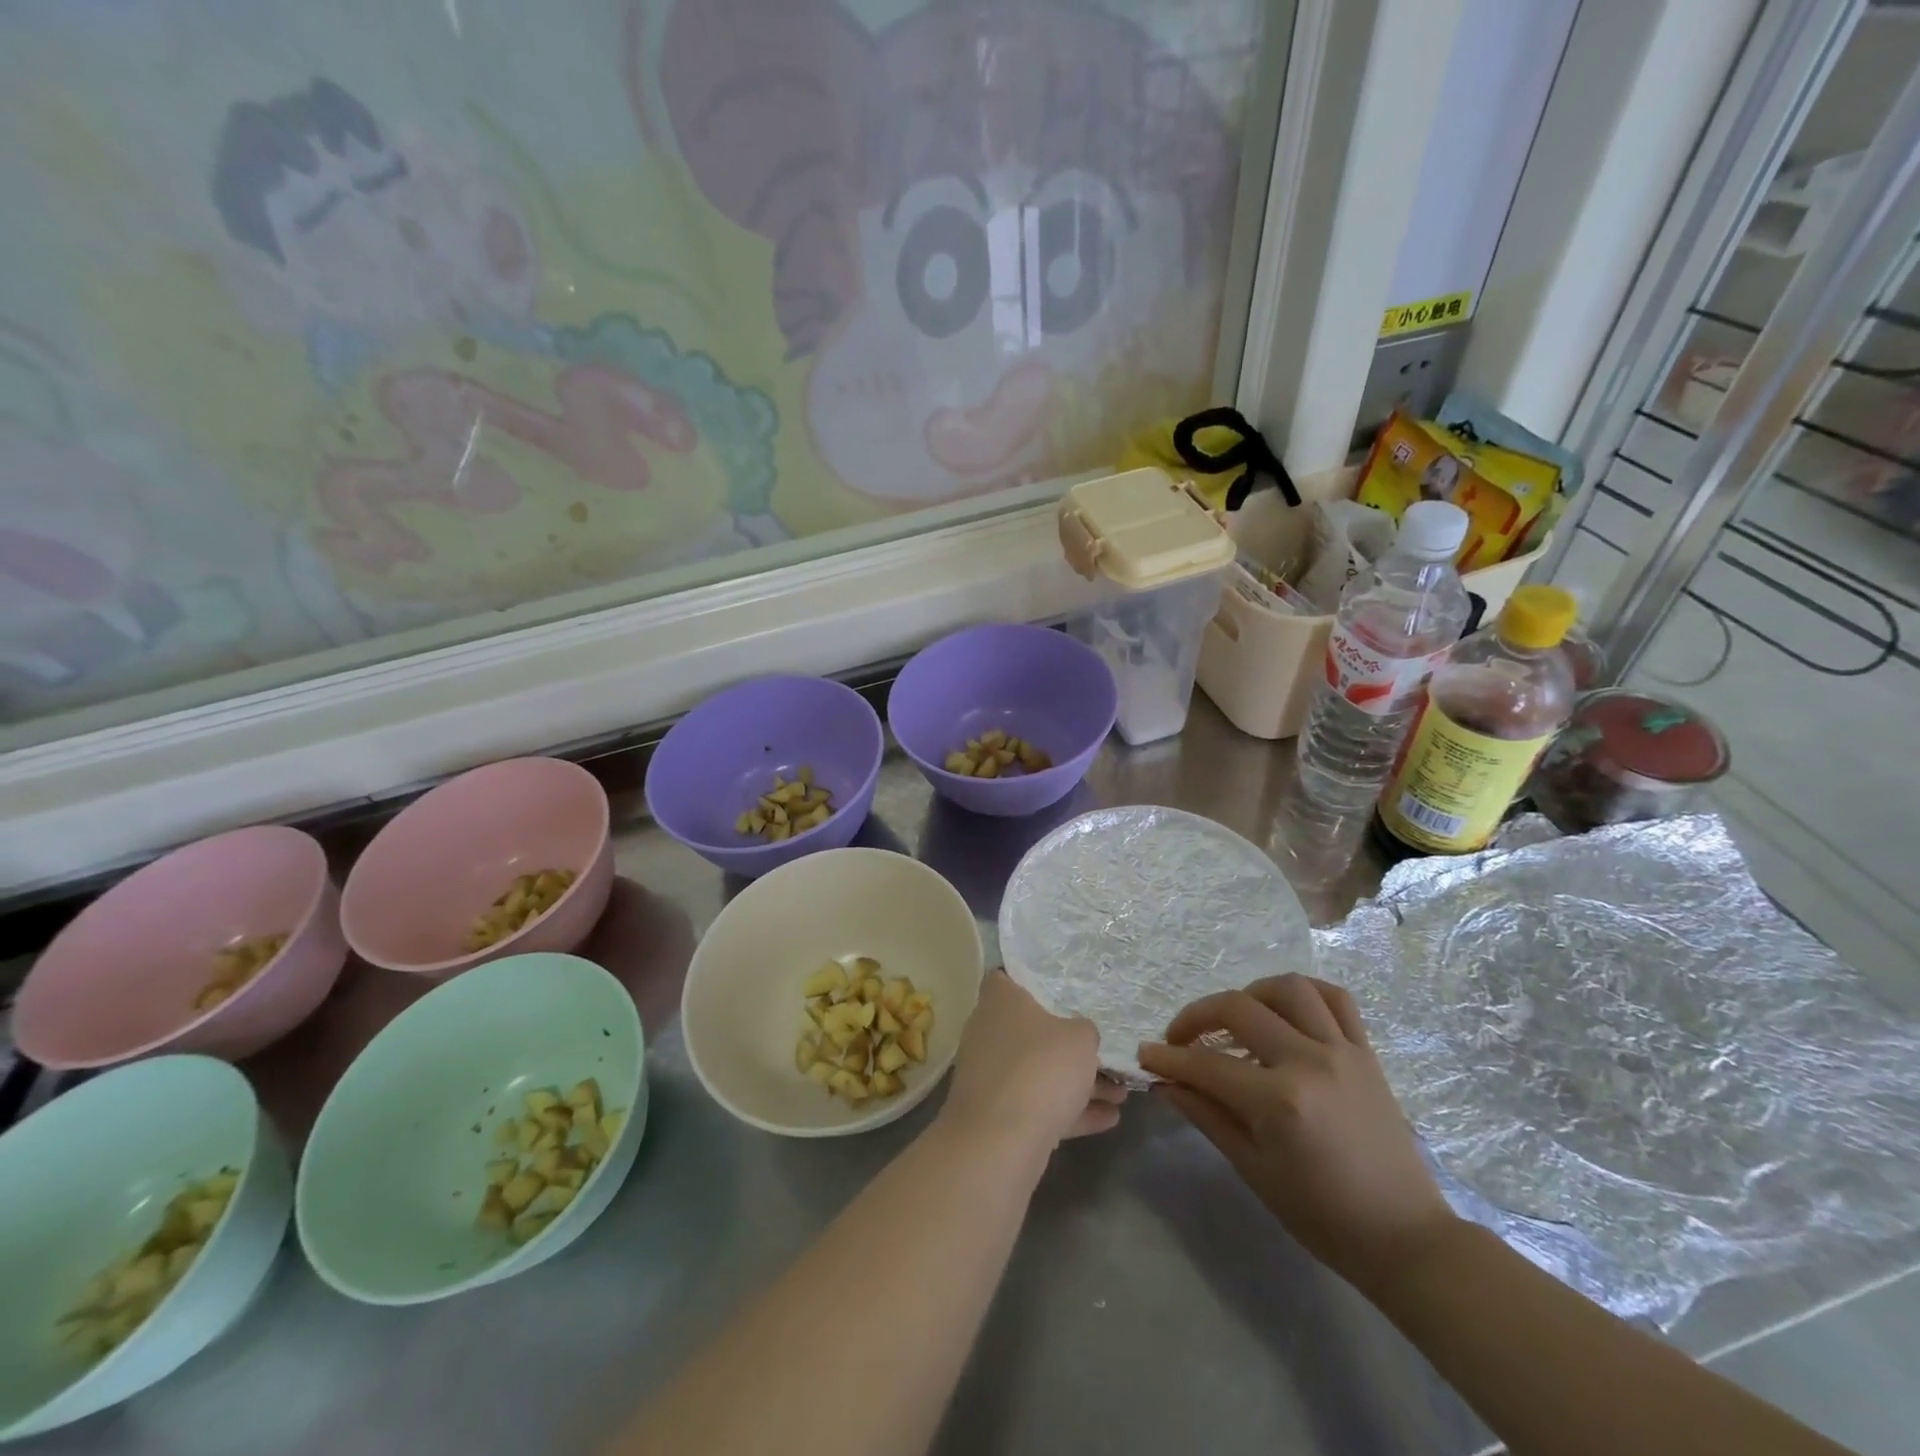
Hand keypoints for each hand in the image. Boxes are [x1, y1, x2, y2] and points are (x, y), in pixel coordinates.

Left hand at [940, 971, 1125, 1155]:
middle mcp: (988, 1032)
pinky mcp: (996, 1113)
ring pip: (1038, 1071)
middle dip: (1067, 1045)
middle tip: (1103, 1052)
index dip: (1028, 982)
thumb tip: (1080, 1036)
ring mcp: (990, 1074)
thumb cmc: (1041, 1067)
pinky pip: (1037, 1105)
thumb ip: (1084, 1031)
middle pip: (1030, 1030)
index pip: (1004, 978)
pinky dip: (1069, 1111)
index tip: (1059, 991)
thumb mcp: (1081, 1039)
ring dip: (1077, 1083)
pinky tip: (1109, 1119)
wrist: (1000, 1140)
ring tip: (1120, 1093)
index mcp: (999, 1001)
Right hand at [1138, 974, 1454, 1292]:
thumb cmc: (1322, 1215)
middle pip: (1239, 1008)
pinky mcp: (1366, 1052)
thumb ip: (1207, 1116)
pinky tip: (1284, 1010)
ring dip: (1251, 994)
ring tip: (1235, 1018)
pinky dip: (1304, 993)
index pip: (1207, 1064)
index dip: (1169, 1058)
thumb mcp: (1254, 1170)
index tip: (1145, 1054)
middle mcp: (1310, 1062)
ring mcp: (1343, 1051)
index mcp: (1280, 1101)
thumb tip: (1165, 1083)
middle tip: (1180, 1038)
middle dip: (1197, 1016)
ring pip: (1288, 988)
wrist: (1405, 1238)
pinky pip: (1335, 998)